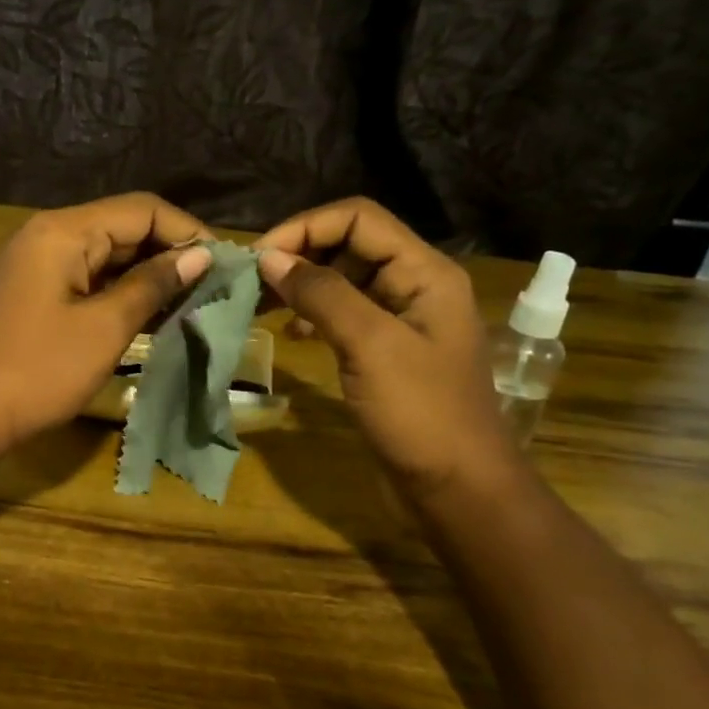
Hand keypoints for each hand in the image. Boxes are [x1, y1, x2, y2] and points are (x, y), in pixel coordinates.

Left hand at [0, 194, 212, 455]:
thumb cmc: (38, 370)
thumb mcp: (104, 328)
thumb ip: (152, 286)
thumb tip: (200, 257)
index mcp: (63, 231)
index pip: (141, 209)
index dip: (187, 232)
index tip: (225, 264)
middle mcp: (47, 235)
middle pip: (121, 228)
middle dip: (169, 253)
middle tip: (213, 287)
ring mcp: (34, 264)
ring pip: (104, 256)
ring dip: (145, 275)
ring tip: (190, 301)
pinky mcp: (30, 293)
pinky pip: (84, 279)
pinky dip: (117, 292)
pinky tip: (148, 314)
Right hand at [256, 198, 517, 501]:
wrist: (457, 489)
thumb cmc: (421, 414)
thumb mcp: (370, 346)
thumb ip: (322, 294)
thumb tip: (269, 257)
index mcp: (424, 272)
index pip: (357, 219)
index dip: (305, 228)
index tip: (258, 258)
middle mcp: (414, 285)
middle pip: (349, 244)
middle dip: (299, 254)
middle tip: (251, 281)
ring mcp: (400, 319)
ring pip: (342, 279)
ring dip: (301, 284)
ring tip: (261, 303)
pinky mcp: (384, 350)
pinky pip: (343, 314)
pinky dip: (313, 314)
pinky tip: (292, 334)